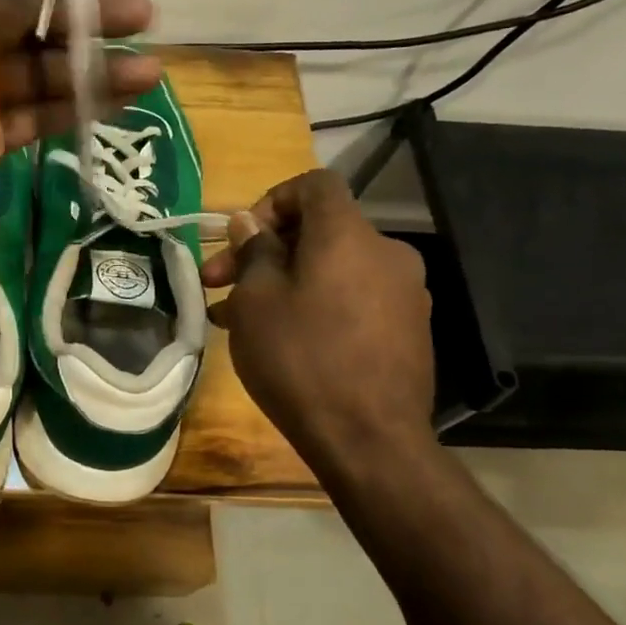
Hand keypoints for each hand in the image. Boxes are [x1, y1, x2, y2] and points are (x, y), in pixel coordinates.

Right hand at [201, 169, 435, 467]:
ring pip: (330, 269)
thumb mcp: (256, 301)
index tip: (240, 239)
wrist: (370, 440)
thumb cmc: (301, 359)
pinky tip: (281, 340)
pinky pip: (351, 298)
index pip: (314, 184)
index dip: (270, 199)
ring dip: (283, 282)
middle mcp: (385, 252)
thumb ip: (253, 251)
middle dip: (264, 251)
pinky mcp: (407, 329)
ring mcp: (403, 293)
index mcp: (349, 235)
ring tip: (236, 319)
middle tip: (218, 284)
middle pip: (319, 230)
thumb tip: (250, 224)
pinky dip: (314, 304)